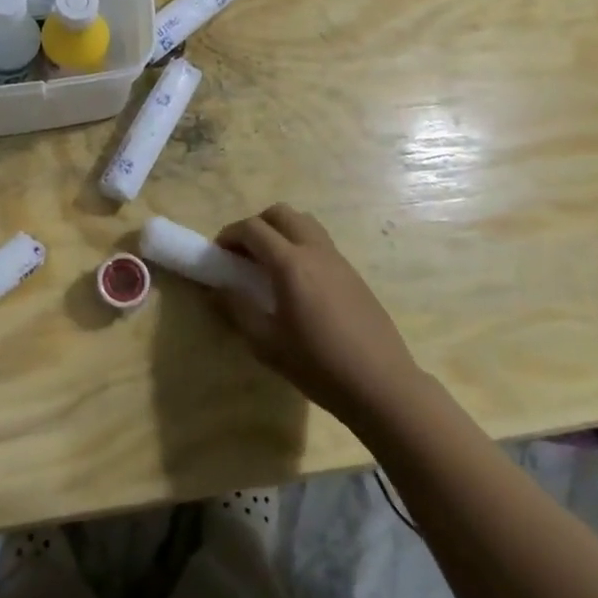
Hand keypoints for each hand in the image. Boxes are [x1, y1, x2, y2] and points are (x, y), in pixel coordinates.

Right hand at [213, 203, 425, 427]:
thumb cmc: (318, 366)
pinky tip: (297, 283)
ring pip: (304, 222)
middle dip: (255, 225)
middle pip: (280, 213)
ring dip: (280, 231)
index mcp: (291, 264)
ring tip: (269, 264)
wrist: (381, 384)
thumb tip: (216, 290)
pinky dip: (300, 246)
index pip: (253, 229)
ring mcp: (338, 260)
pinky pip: (320, 242)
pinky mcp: (353, 274)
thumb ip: (238, 310)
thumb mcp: (267, 344)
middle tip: (243, 254)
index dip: (229, 235)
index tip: (218, 254)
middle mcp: (315, 251)